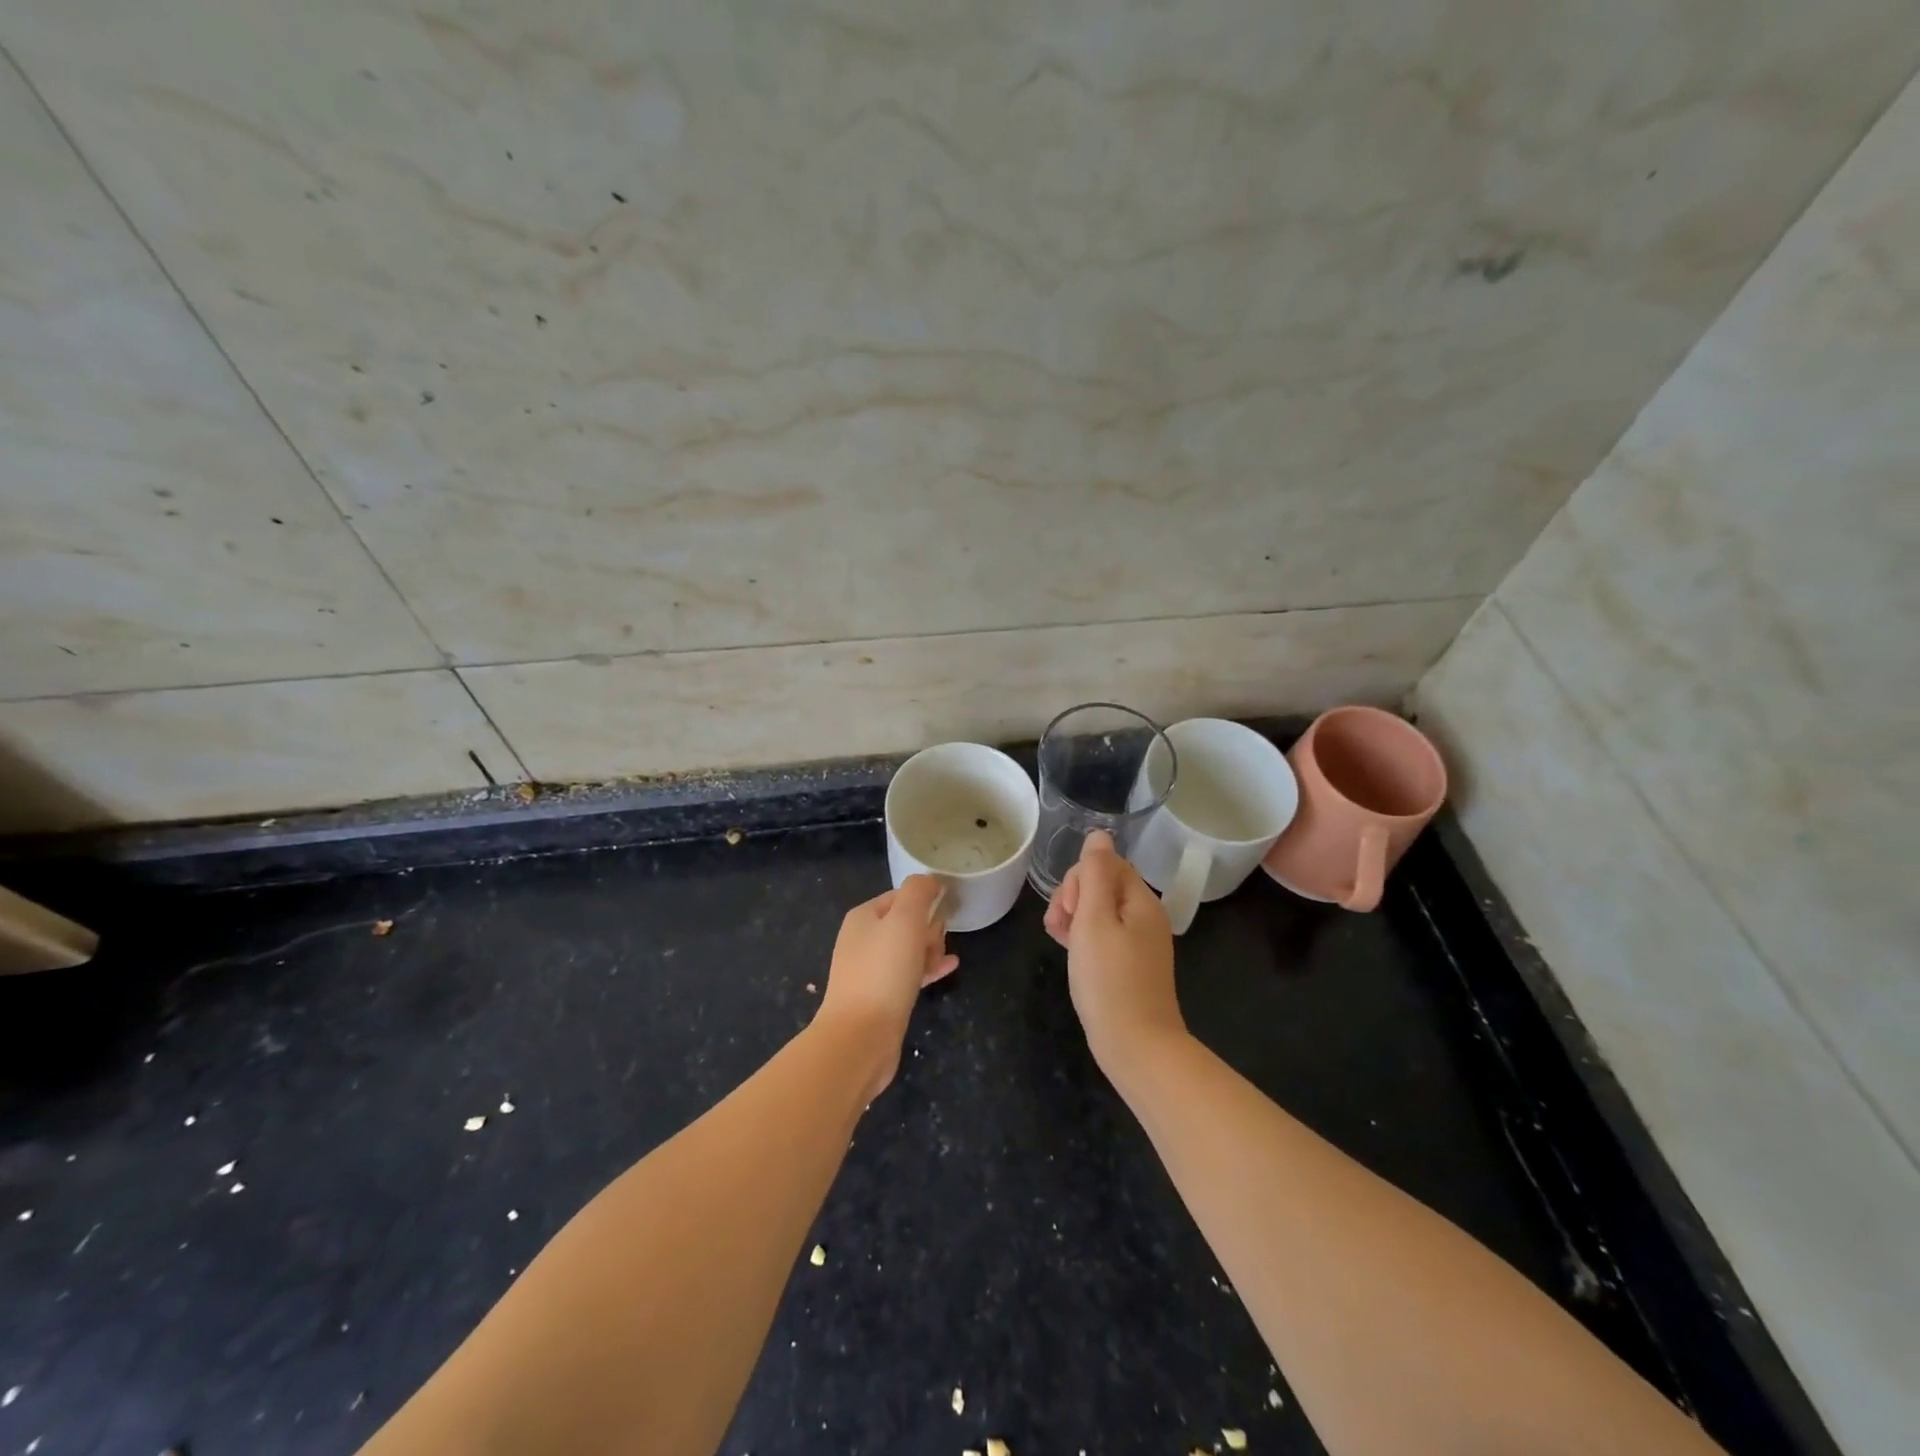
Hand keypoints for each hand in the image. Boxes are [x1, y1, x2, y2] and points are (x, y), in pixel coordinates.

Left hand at [818, 875, 957, 1096]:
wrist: (860, 1038)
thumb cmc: (883, 972)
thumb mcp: (904, 920)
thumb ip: (918, 892)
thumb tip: (930, 880)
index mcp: (863, 917)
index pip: (901, 896)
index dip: (925, 901)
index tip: (944, 914)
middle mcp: (862, 940)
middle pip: (905, 922)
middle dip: (928, 927)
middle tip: (937, 943)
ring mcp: (869, 970)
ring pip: (908, 949)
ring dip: (930, 948)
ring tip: (945, 959)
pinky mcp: (880, 997)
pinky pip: (909, 973)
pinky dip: (928, 968)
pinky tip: (949, 968)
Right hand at [1043, 831, 1184, 1070]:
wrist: (1136, 1046)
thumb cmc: (1110, 980)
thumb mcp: (1094, 920)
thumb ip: (1094, 874)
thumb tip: (1099, 834)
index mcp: (1141, 901)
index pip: (1106, 864)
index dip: (1079, 879)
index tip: (1069, 909)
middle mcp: (1143, 916)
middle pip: (1101, 885)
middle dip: (1073, 897)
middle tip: (1061, 926)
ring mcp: (1137, 942)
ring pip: (1097, 911)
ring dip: (1072, 916)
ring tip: (1058, 939)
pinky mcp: (1127, 964)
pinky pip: (1101, 935)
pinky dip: (1081, 937)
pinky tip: (1066, 950)